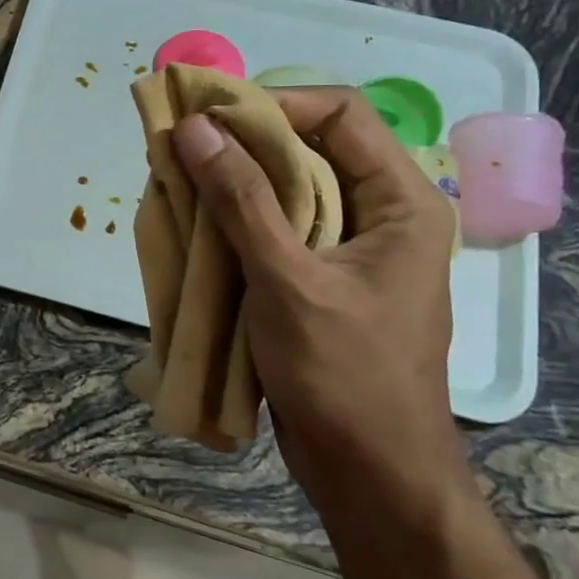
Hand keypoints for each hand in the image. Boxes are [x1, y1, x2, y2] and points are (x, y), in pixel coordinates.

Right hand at [171, 89, 466, 523]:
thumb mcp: (288, 280)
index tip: (210, 116)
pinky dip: (234, 222)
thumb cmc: (344, 375)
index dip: (275, 104)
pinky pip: (275, 229)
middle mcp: (380, 214)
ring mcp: (349, 249)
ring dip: (232, 184)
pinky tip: (194, 228)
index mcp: (401, 202)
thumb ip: (240, 200)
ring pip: (286, 190)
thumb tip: (195, 128)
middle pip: (309, 148)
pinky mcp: (319, 279)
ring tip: (178, 183)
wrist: (369, 474)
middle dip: (242, 144)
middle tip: (181, 148)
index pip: (340, 114)